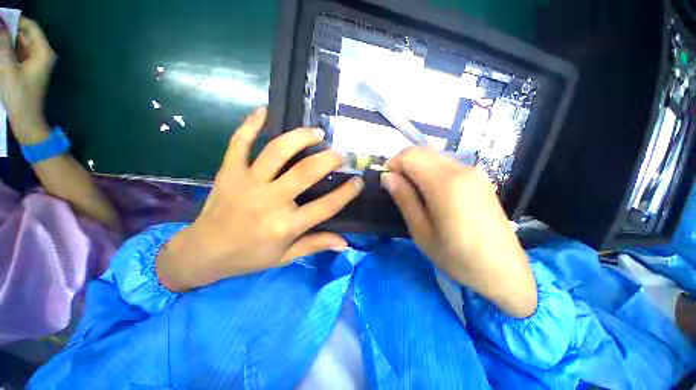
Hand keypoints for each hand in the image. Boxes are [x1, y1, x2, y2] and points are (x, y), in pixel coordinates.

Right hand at [0, 17, 55, 143]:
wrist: (26, 120)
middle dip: (8, 31)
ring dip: (7, 42)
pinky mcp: (30, 70)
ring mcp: (37, 62)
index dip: (14, 20)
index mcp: (44, 52)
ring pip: (20, 44)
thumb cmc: (18, 95)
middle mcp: (43, 54)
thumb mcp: (7, 66)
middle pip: (25, 35)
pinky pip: (18, 54)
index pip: (30, 26)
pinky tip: (0, 52)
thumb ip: (3, 43)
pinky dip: (8, 51)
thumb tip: (0, 21)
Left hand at [156, 108, 363, 291]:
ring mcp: (247, 183)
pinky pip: (239, 142)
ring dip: (300, 137)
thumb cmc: (249, 256)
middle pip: (305, 172)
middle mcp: (269, 201)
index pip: (326, 206)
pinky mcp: (229, 172)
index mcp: (285, 226)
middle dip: (328, 159)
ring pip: (277, 151)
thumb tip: (344, 243)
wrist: (203, 252)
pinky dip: (251, 123)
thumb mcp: (285, 256)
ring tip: (316, 132)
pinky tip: (265, 110)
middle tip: (340, 153)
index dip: (347, 193)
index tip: (359, 181)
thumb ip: (315, 244)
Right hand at [382, 148, 536, 317]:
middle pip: (421, 151)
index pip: (409, 156)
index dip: (392, 165)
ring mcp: (473, 172)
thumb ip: (404, 199)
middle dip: (402, 163)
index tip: (386, 182)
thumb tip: (387, 177)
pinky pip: (446, 164)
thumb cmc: (457, 257)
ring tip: (411, 190)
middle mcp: (461, 170)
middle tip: (396, 186)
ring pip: (433, 155)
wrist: (504, 270)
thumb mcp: (421, 232)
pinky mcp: (479, 178)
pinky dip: (430, 170)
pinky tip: (430, 191)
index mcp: (445, 184)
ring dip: (415, 167)